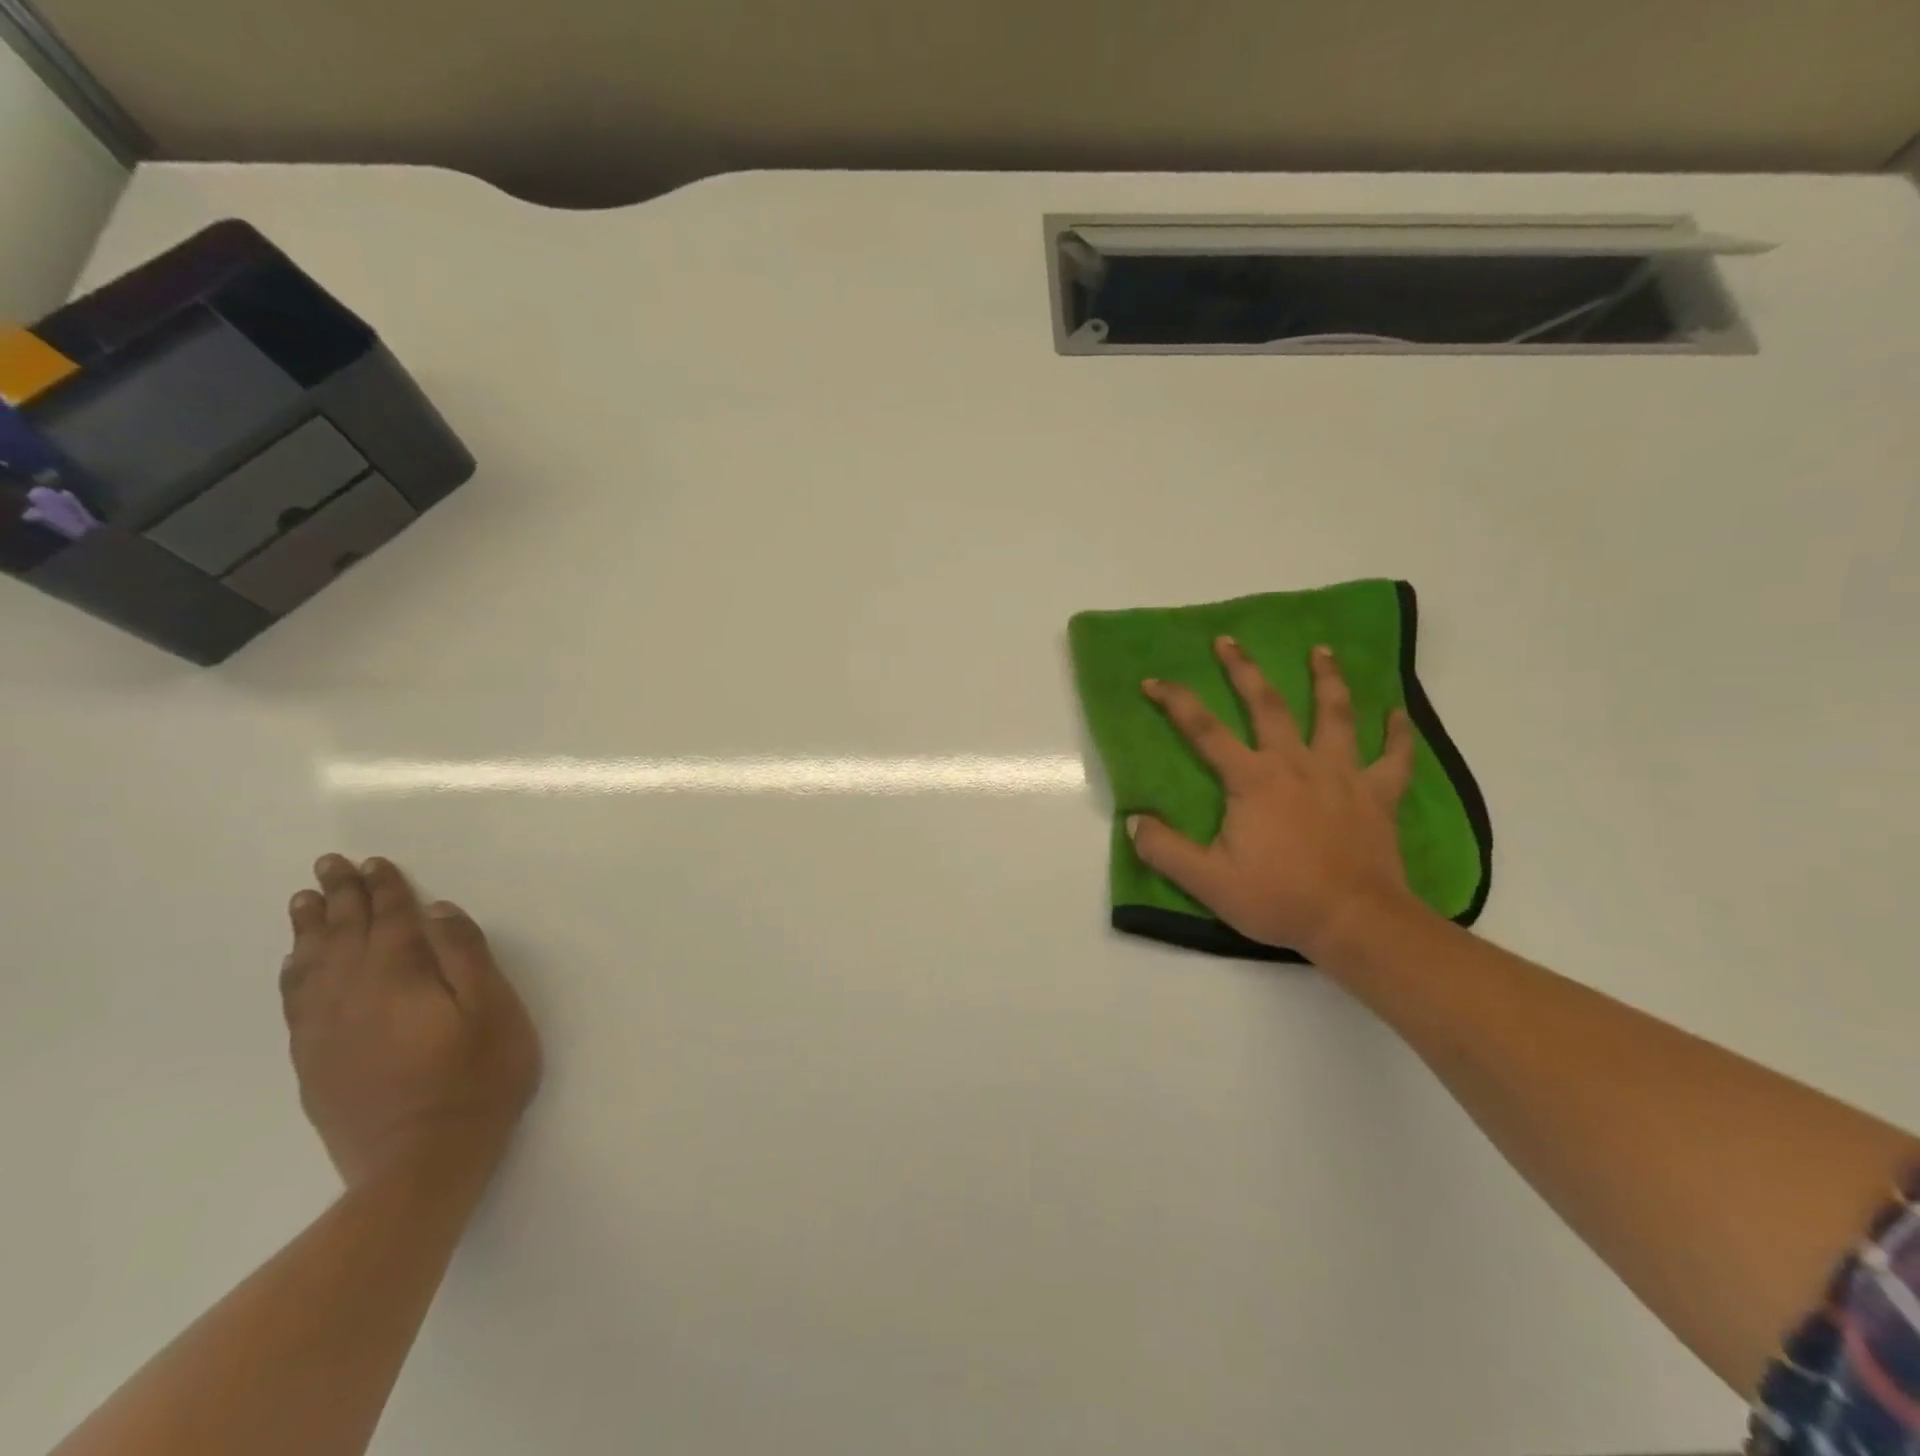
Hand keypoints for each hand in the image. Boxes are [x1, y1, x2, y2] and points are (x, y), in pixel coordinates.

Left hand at [281, 856, 541, 1187]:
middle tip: (329, 864)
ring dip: (310, 928)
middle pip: (343, 934)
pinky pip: (295, 1001)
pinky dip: (294, 972)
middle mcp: (353, 994)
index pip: (391, 919)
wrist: (419, 1164)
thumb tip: (439, 910)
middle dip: (340, 896)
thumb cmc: (476, 1079)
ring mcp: (326, 1030)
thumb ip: (466, 956)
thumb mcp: (493, 1011)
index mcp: (400, 977)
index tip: (374, 861)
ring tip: (305, 900)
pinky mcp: (314, 1061)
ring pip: (311, 964)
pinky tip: (295, 963)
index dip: (385, 888)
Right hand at [1129, 638, 1428, 960]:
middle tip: (1229, 641)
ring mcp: (1342, 775)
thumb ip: (1164, 849)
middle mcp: (1295, 763)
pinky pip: (1392, 757)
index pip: (1204, 730)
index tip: (1153, 680)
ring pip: (1334, 715)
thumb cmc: (1278, 898)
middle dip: (1244, 670)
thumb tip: (1133, 821)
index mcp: (1252, 779)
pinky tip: (1397, 712)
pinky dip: (1397, 733)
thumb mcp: (1207, 881)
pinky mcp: (1378, 795)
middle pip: (1267, 705)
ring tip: (1322, 651)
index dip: (1175, 702)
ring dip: (1327, 679)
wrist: (1355, 922)